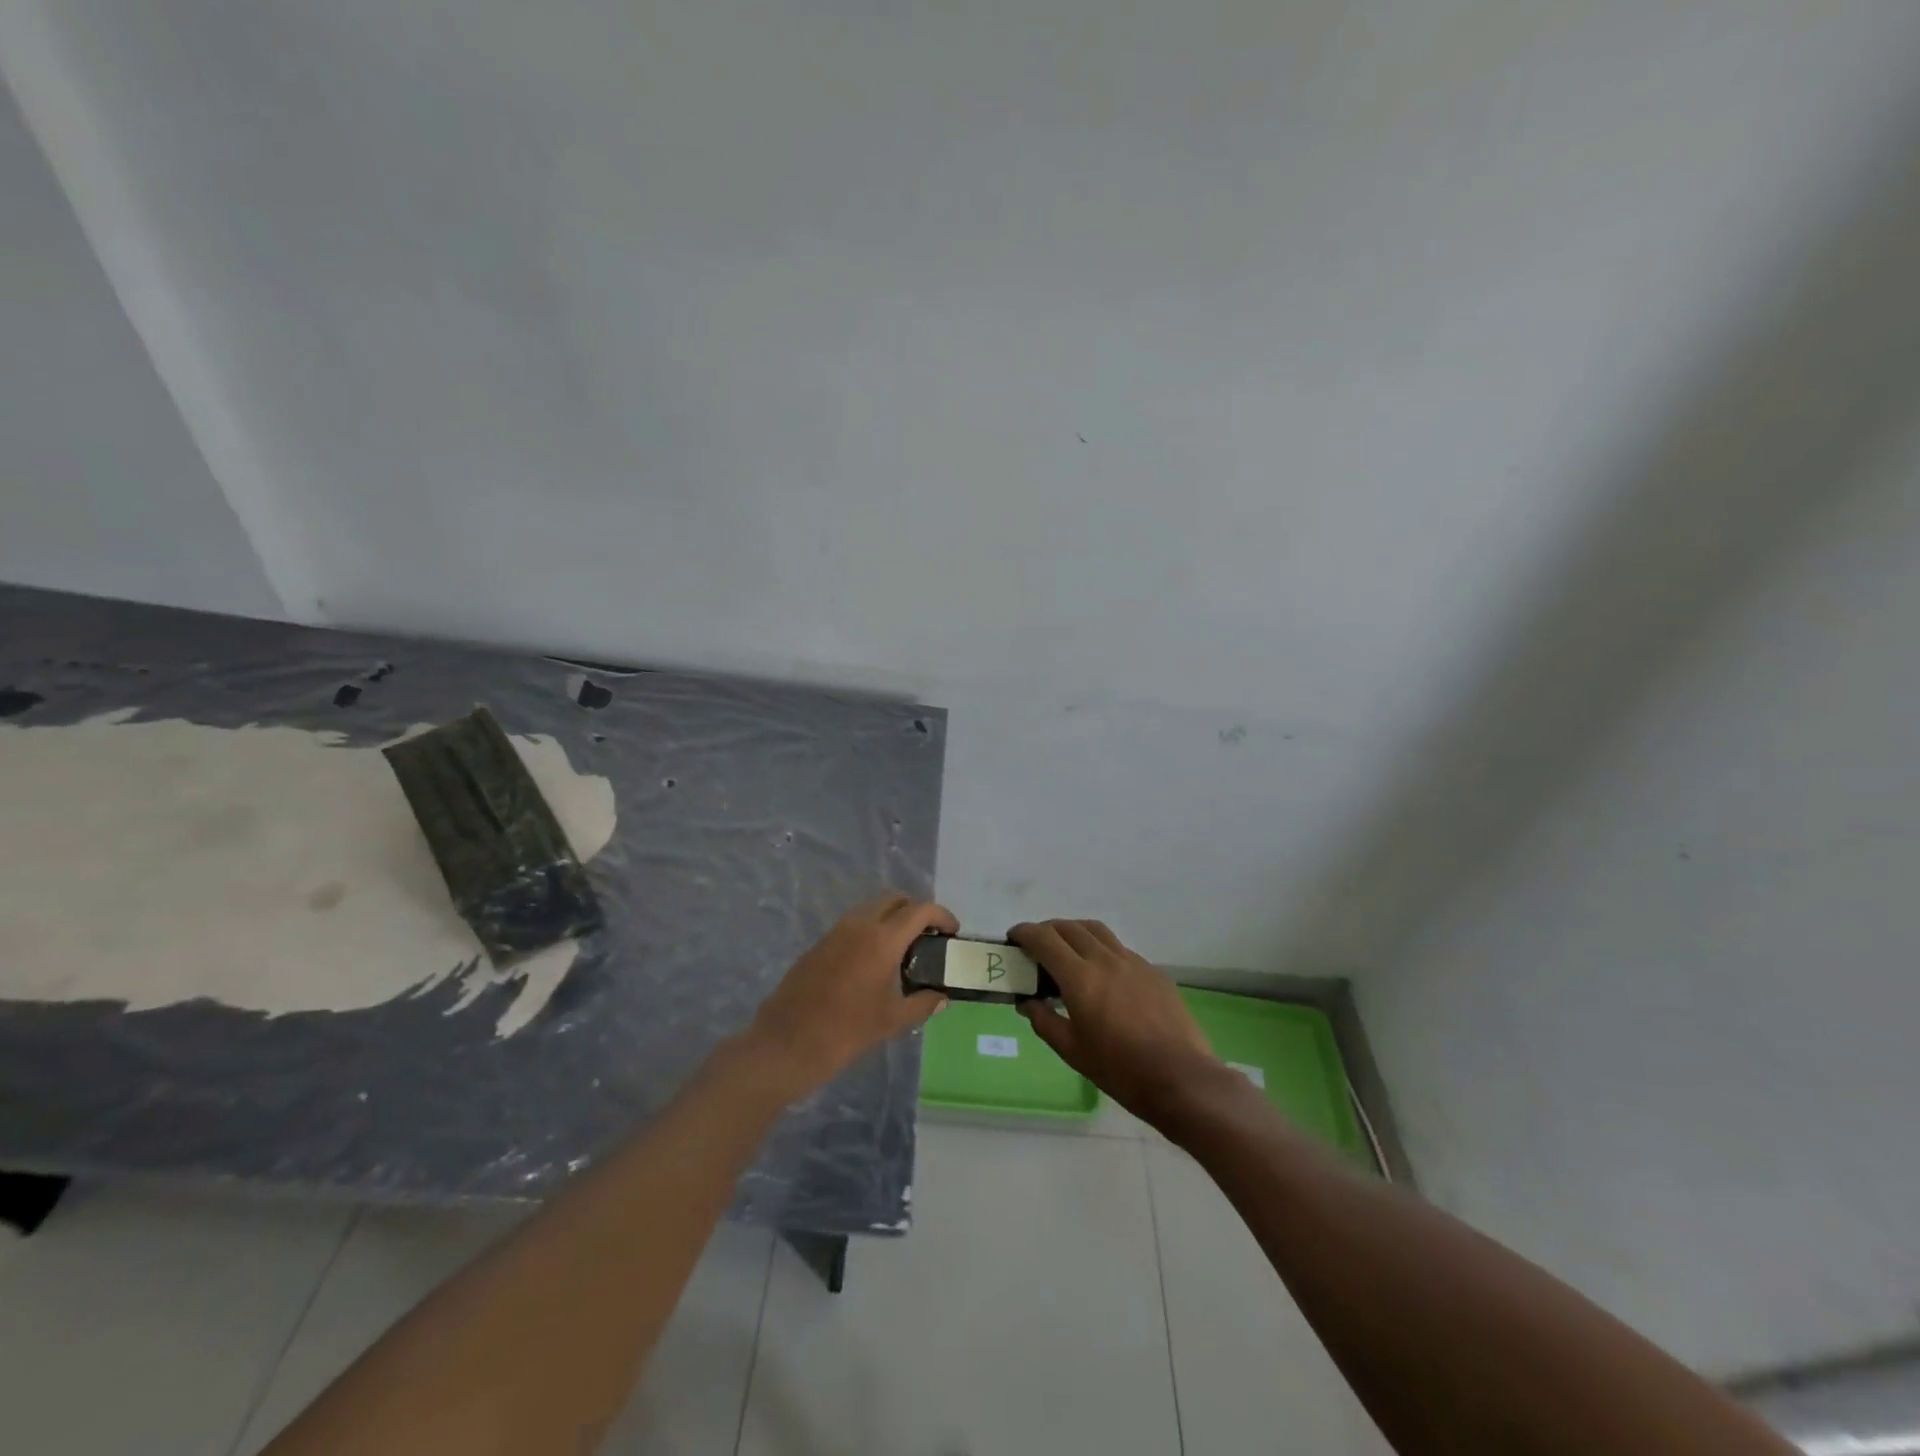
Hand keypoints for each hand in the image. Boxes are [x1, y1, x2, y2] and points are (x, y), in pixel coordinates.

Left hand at [746, 894, 956, 1096]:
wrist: (787, 1042)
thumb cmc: (846, 1032)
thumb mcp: (891, 1021)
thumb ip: (921, 1004)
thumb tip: (941, 997)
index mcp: (882, 939)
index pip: (920, 909)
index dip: (941, 915)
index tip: (952, 932)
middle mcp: (860, 925)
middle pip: (896, 899)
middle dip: (917, 910)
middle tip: (930, 936)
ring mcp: (837, 931)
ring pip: (873, 907)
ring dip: (893, 916)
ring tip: (905, 947)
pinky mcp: (821, 942)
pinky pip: (855, 922)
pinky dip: (873, 927)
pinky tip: (876, 959)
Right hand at [1012, 919, 1218, 1124]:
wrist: (1181, 1078)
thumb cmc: (1120, 1069)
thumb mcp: (1072, 1051)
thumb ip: (1044, 1021)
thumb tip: (1027, 1002)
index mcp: (1080, 977)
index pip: (1044, 939)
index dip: (1024, 933)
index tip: (1014, 938)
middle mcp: (1104, 959)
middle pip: (1069, 927)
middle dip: (1047, 930)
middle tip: (1036, 946)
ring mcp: (1132, 961)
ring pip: (1096, 930)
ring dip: (1074, 932)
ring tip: (1067, 950)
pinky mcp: (1153, 971)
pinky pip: (1119, 948)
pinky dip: (1100, 949)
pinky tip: (1102, 974)